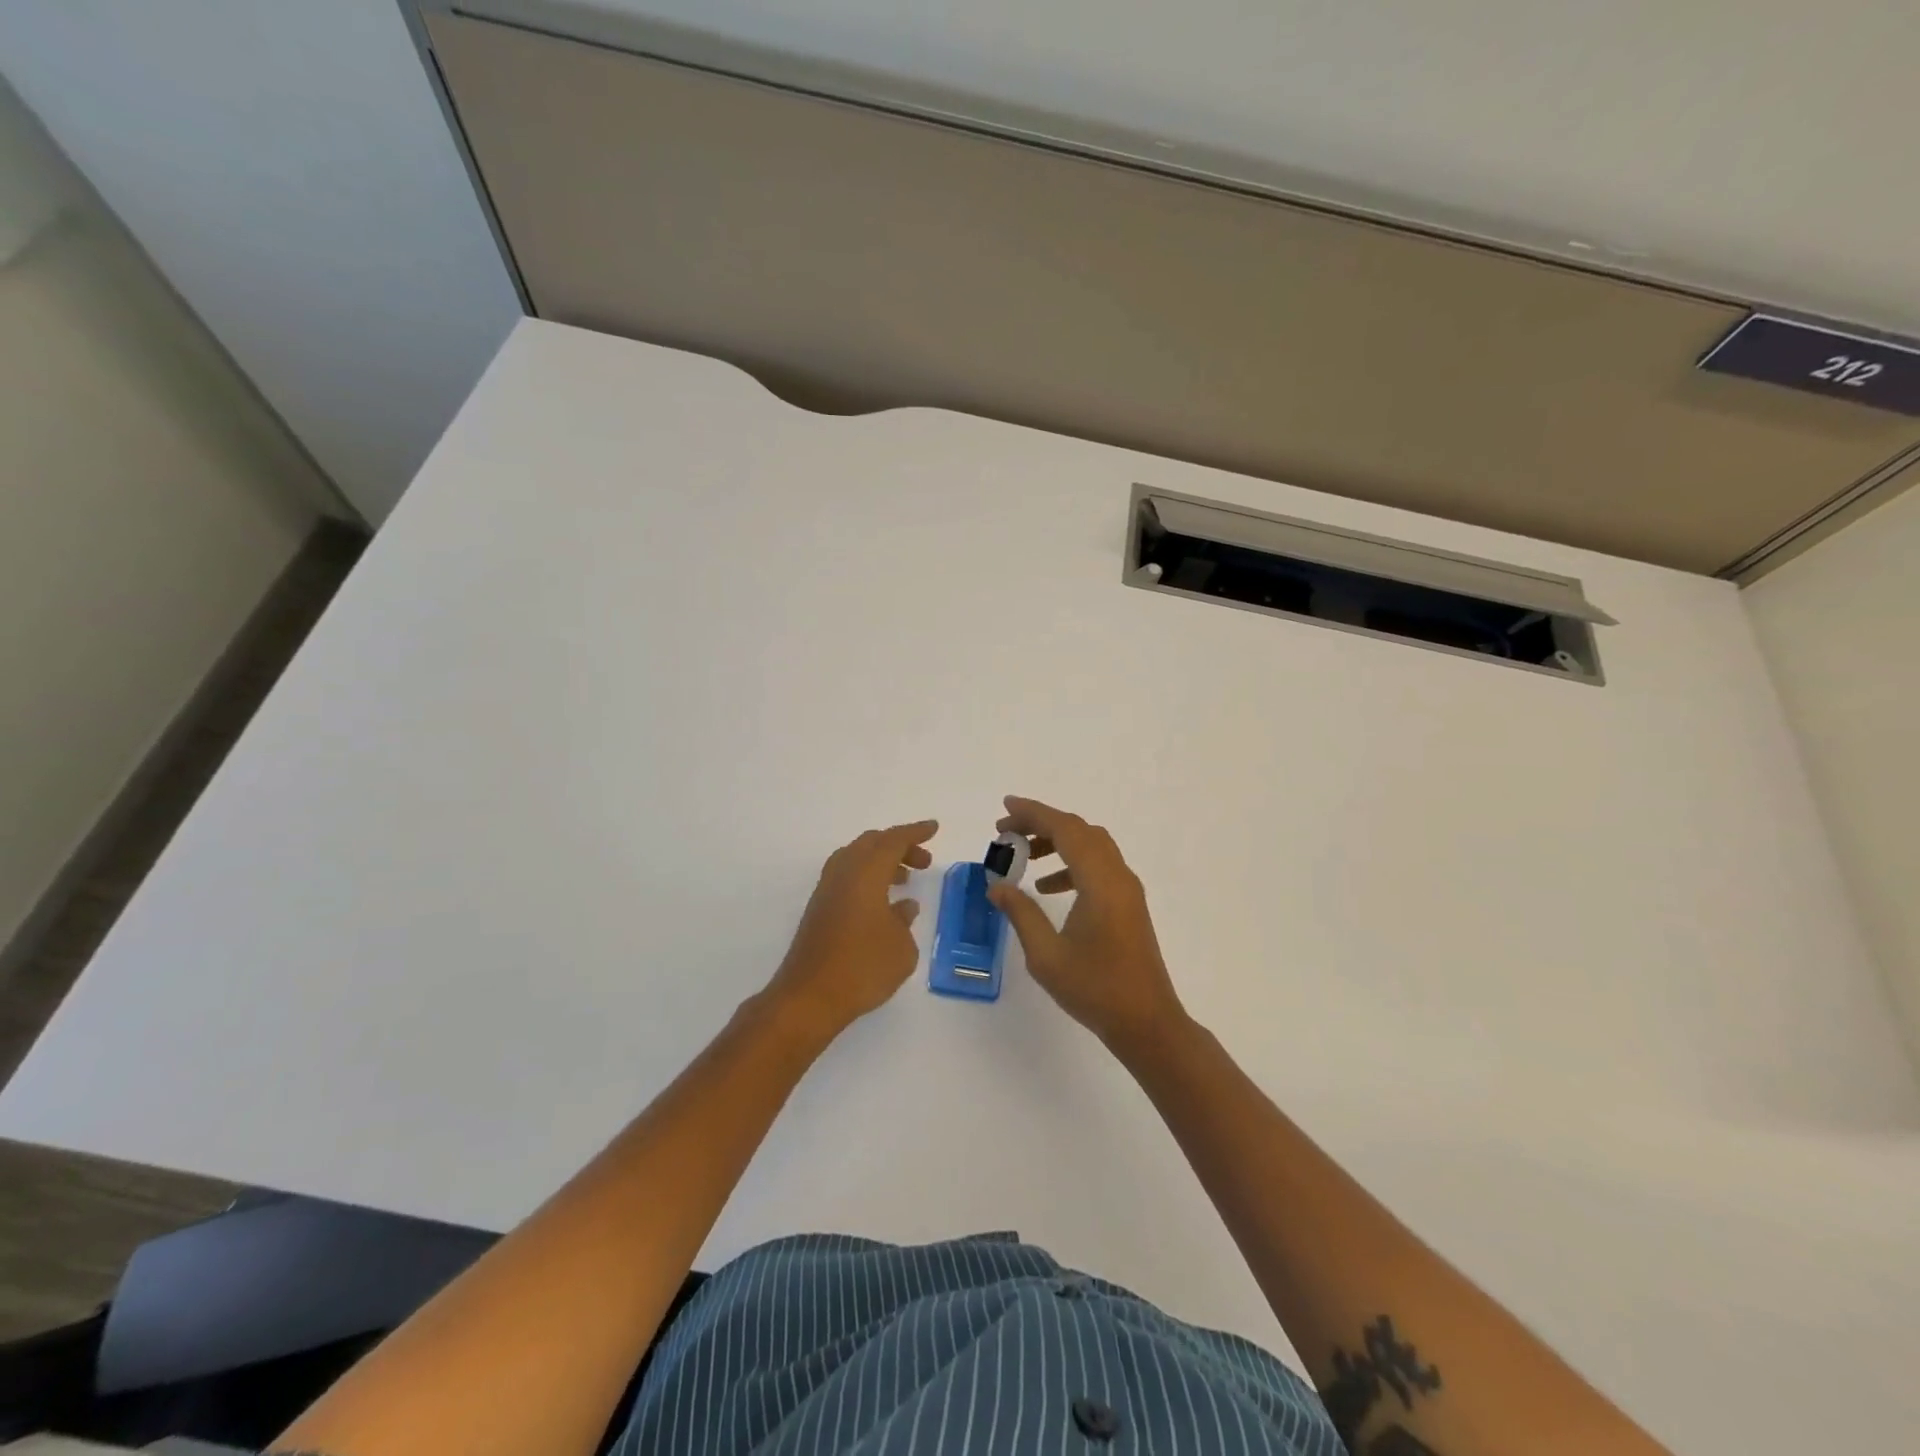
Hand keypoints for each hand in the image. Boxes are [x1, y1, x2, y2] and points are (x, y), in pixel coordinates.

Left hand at [764, 820, 936, 1042]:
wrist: (809, 998)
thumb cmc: (862, 968)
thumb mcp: (901, 948)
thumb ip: (905, 921)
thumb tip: (902, 907)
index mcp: (866, 873)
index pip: (894, 840)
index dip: (916, 832)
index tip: (934, 828)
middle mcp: (843, 873)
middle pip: (872, 843)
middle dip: (899, 846)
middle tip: (923, 861)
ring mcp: (827, 891)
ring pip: (856, 859)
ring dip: (882, 862)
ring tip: (905, 880)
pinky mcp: (819, 910)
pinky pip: (847, 878)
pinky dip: (867, 879)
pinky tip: (882, 905)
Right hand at [989, 797, 1185, 1050]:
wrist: (1147, 1023)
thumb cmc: (1095, 990)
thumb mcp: (1046, 956)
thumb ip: (1021, 914)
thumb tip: (997, 886)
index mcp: (1100, 883)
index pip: (1065, 830)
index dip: (1033, 813)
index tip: (1004, 807)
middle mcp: (1118, 876)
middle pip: (1079, 831)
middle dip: (1041, 824)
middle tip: (1005, 832)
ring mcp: (1127, 889)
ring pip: (1091, 846)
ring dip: (1056, 842)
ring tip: (1022, 856)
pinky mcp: (1128, 903)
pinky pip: (1098, 866)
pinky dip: (1071, 864)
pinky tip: (1047, 887)